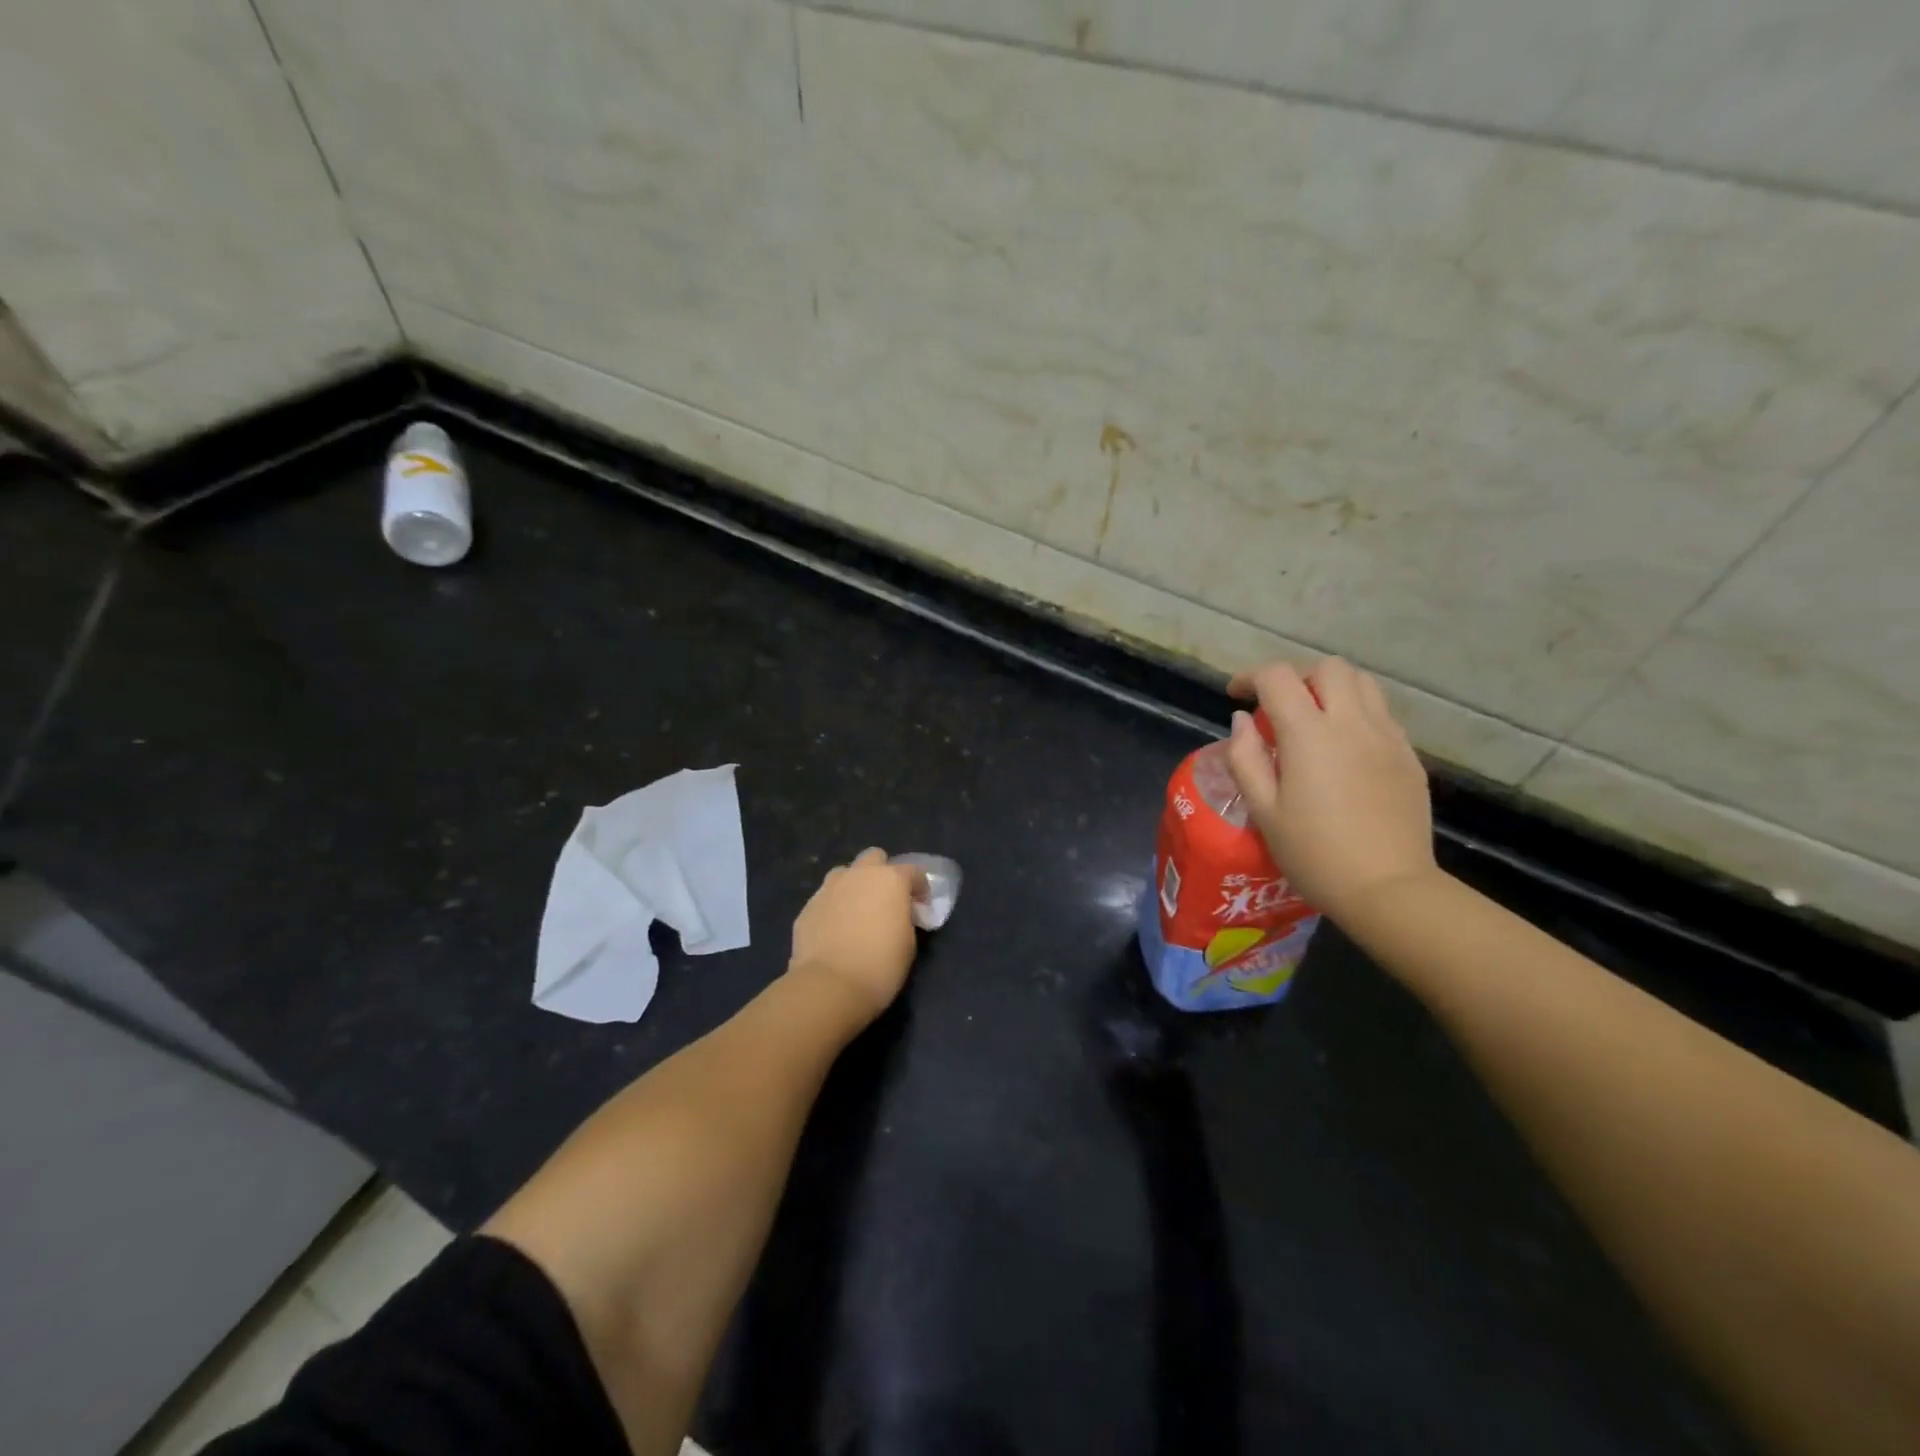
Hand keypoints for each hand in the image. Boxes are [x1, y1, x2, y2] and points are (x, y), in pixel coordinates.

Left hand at [787, 848, 925, 1019]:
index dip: (920, 888)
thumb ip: (905, 918)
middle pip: (874, 858)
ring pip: (845, 874)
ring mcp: (829, 888)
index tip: (922, 908)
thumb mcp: (908, 943)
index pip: (913, 871)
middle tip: (886, 901)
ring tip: (858, 912)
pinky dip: (834, 908)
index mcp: (890, 879)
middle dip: (883, 873)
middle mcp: (859, 875)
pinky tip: (836, 931)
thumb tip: (897, 914)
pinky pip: (826, 898)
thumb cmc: (880, 965)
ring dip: (854, 886)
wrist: (829, 986)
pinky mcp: (808, 907)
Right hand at [1225, 659, 1436, 923]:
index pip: (1278, 678)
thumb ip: (1246, 758)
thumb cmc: (1313, 853)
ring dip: (1331, 687)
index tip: (1236, 695)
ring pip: (1362, 683)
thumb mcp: (1263, 810)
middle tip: (1276, 704)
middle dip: (1296, 675)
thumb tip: (1242, 721)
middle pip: (1327, 667)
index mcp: (1309, 735)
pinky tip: (1343, 746)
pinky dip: (1356, 712)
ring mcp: (1387, 737)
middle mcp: (1352, 723)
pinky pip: (1381, 713)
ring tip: (1312, 716)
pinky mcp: (1408, 756)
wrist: (1387, 888)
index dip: (1251, 677)